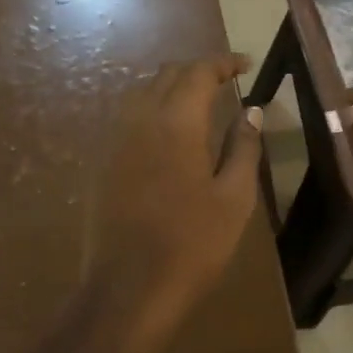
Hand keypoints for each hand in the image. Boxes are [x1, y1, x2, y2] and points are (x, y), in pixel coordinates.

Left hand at [82, 56, 263, 351]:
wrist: (127, 288)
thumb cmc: (192, 245)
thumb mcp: (234, 198)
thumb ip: (243, 147)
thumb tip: (250, 111)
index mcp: (176, 121)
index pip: (199, 72)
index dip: (222, 63)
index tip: (245, 64)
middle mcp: (139, 118)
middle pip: (167, 75)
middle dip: (197, 70)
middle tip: (225, 80)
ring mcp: (114, 139)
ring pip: (142, 91)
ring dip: (171, 86)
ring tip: (198, 100)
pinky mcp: (101, 161)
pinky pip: (127, 116)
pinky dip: (151, 107)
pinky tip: (166, 130)